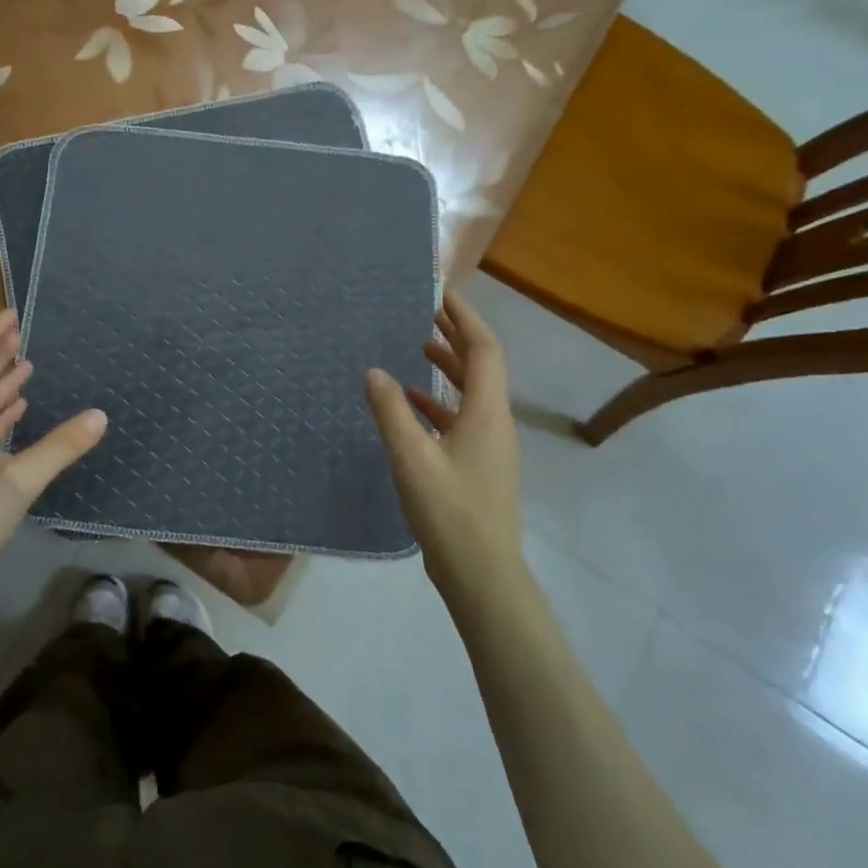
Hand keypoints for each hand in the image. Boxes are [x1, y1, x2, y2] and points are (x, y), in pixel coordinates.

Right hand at [365, 291, 523, 598]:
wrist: (483, 573)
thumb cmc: (450, 511)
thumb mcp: (412, 458)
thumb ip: (391, 411)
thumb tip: (373, 369)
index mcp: (486, 412)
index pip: (483, 349)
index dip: (465, 317)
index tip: (441, 293)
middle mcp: (494, 421)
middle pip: (481, 365)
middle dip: (456, 334)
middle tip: (426, 310)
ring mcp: (489, 445)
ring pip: (471, 391)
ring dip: (448, 365)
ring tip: (418, 345)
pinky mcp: (479, 464)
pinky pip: (462, 416)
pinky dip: (439, 400)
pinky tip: (411, 403)